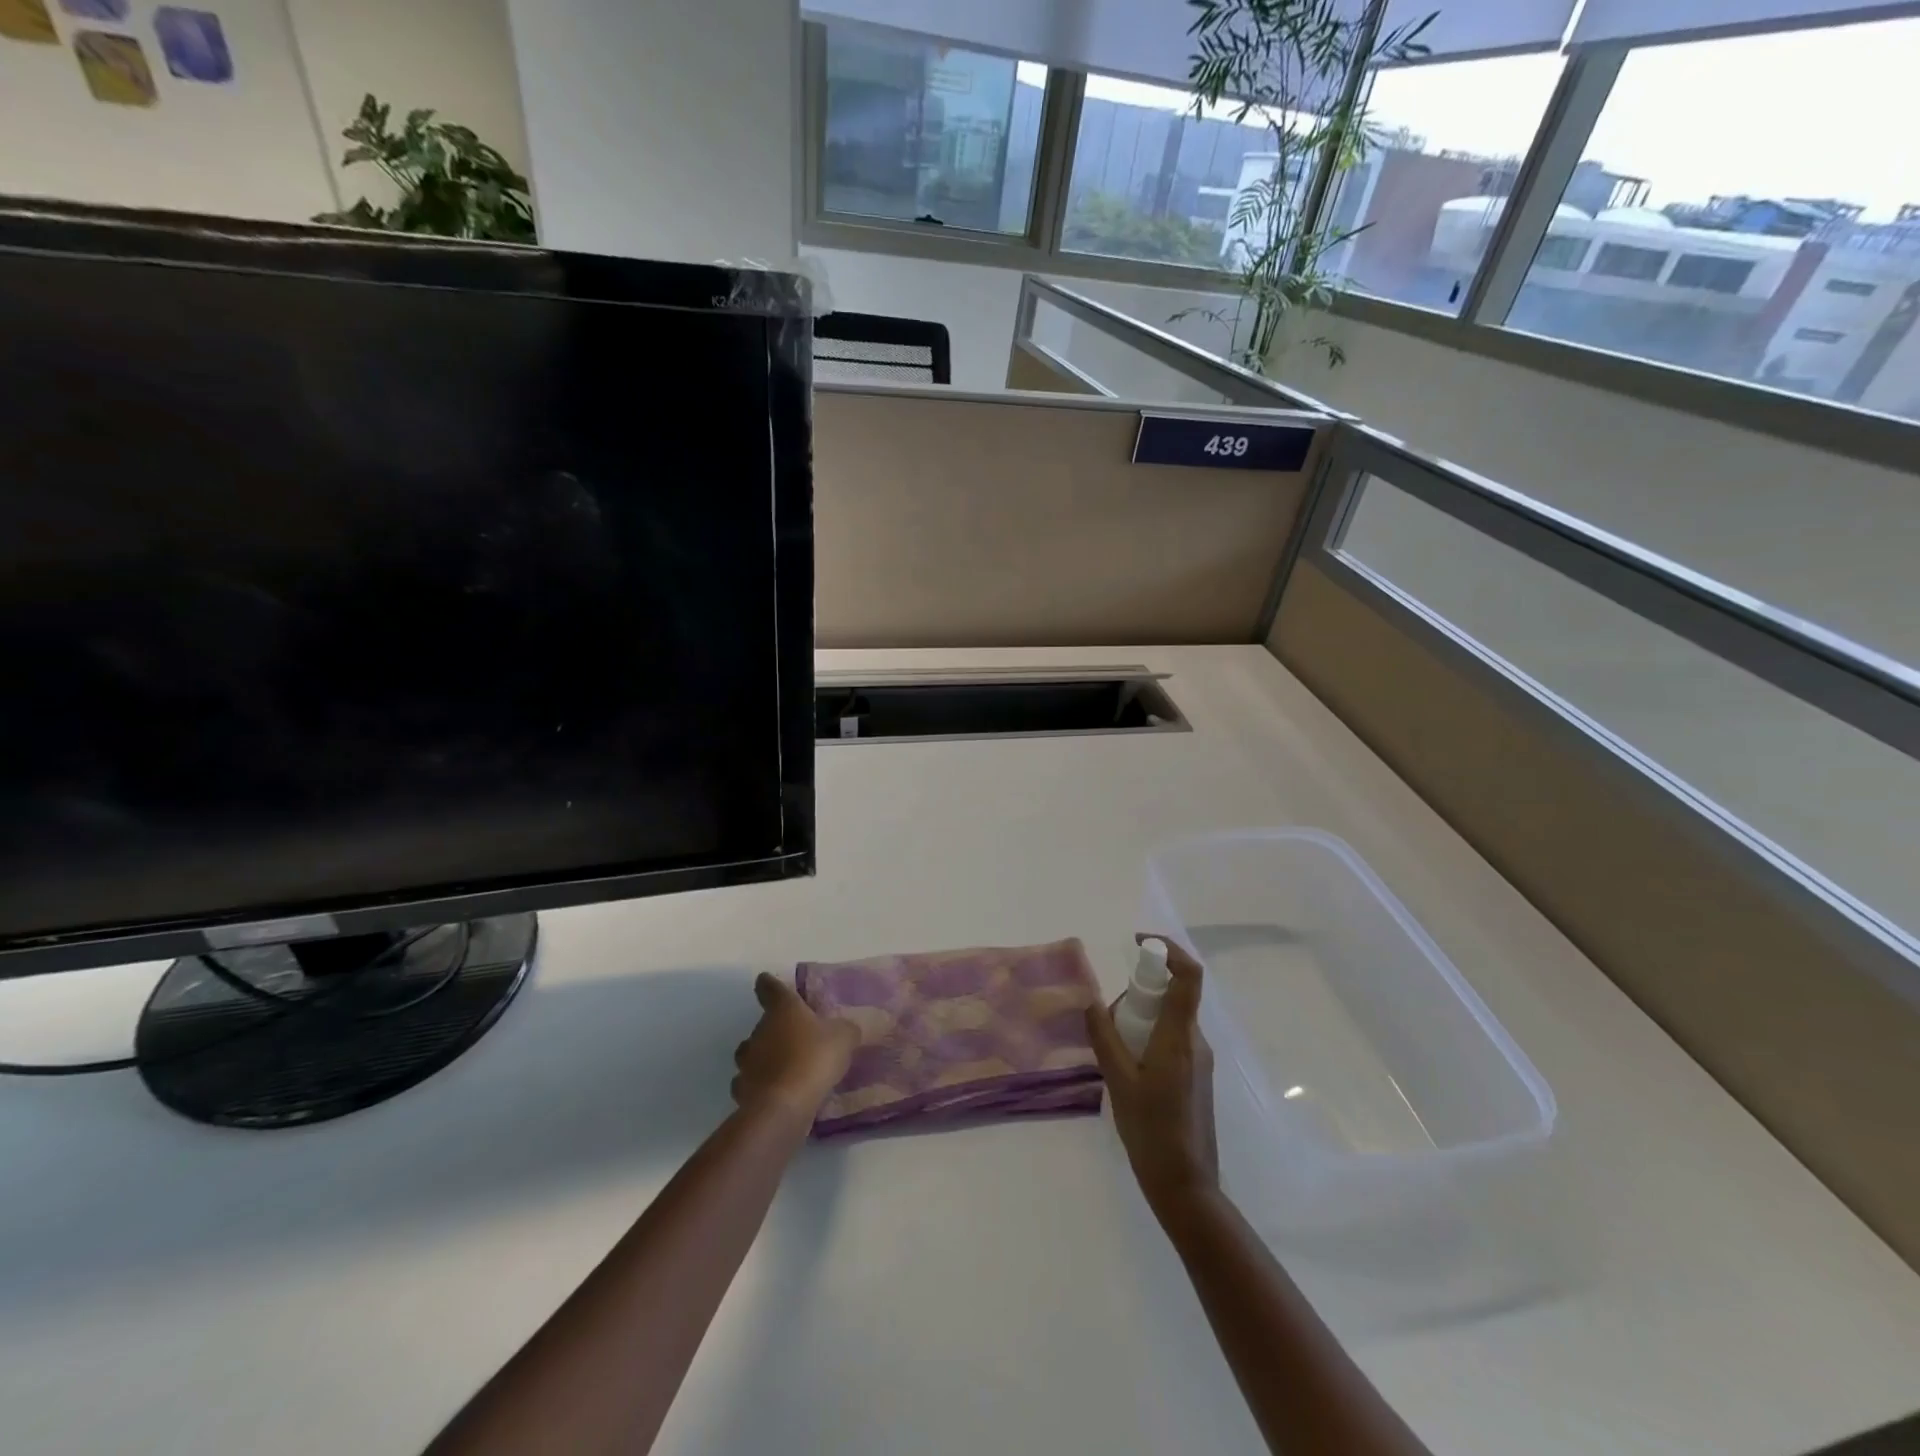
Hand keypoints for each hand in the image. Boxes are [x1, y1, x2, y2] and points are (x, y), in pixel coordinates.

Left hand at [732, 973, 857, 1119]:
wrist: (784, 1105)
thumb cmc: (814, 1058)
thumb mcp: (843, 1037)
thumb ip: (844, 1030)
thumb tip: (845, 1029)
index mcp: (783, 1009)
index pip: (770, 988)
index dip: (769, 984)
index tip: (765, 981)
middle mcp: (760, 1030)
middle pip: (763, 1024)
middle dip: (775, 1029)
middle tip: (795, 1038)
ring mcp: (747, 1062)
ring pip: (751, 1054)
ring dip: (763, 1057)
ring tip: (782, 1067)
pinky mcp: (742, 1090)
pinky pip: (748, 1083)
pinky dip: (758, 1085)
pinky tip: (773, 1092)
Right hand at [1087, 934, 1219, 1221]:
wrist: (1186, 1187)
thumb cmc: (1152, 1131)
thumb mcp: (1119, 1081)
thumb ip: (1104, 1037)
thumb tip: (1091, 1002)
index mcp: (1180, 1036)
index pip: (1188, 976)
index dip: (1168, 950)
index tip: (1139, 944)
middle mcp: (1196, 1041)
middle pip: (1172, 995)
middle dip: (1138, 993)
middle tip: (1108, 1017)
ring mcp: (1199, 1060)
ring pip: (1169, 1019)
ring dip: (1140, 1019)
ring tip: (1112, 1050)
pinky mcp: (1195, 1076)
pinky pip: (1171, 1039)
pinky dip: (1147, 1038)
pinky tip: (1126, 1068)